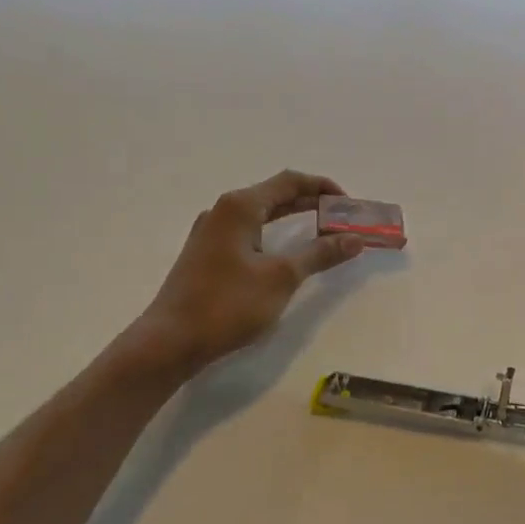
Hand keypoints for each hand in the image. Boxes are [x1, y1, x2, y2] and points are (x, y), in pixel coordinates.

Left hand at [123, 170, 365, 378]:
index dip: (324, 188)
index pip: (290, 181)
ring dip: (294, 219)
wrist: (169, 342)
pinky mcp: (207, 254)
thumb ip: (320, 254)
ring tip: (323, 233)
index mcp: (240, 206)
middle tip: (344, 219)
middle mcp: (223, 211)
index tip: (350, 205)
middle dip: (312, 203)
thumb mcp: (281, 277)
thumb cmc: (227, 304)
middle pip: (276, 194)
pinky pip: (249, 232)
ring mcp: (212, 232)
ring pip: (261, 214)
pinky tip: (287, 253)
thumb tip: (355, 239)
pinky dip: (275, 234)